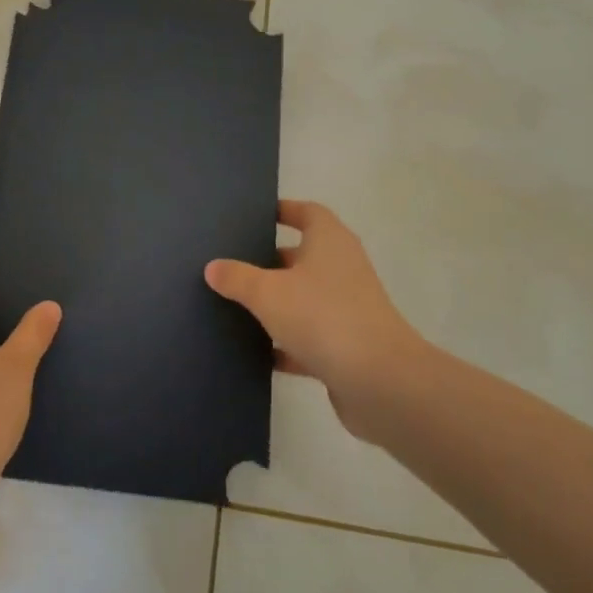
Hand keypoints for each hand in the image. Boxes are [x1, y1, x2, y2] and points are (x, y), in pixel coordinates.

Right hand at [206, 201, 425, 436]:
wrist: (380, 382)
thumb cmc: (323, 317)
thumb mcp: (268, 293)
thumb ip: (237, 278)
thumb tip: (213, 267)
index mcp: (330, 242)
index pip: (307, 213)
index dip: (283, 211)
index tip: (254, 217)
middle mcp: (343, 269)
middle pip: (304, 256)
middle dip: (271, 260)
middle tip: (233, 263)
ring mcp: (348, 309)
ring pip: (305, 298)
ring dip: (278, 303)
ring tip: (237, 305)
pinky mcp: (347, 346)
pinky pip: (310, 337)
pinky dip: (287, 343)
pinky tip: (258, 352)